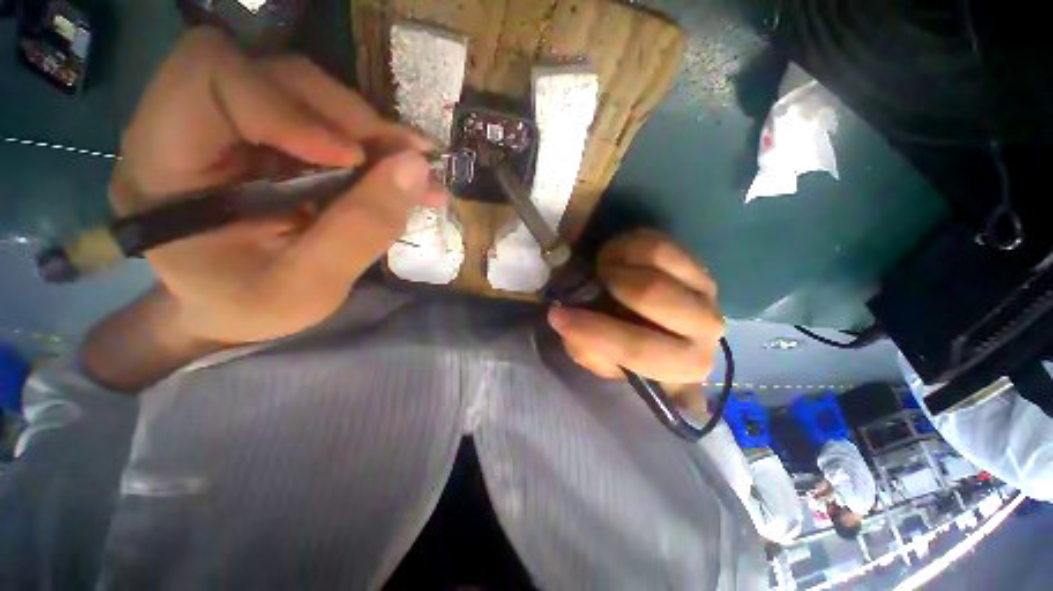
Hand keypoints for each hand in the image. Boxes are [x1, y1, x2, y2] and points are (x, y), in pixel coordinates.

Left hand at [113, 28, 441, 343]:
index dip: (289, 106)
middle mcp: (191, 126)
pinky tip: (404, 174)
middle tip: (406, 159)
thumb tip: (416, 168)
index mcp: (164, 164)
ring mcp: (236, 128)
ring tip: (416, 172)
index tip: (352, 158)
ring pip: (309, 93)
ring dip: (371, 131)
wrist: (237, 309)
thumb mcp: (311, 286)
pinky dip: (374, 145)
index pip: (212, 77)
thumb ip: (361, 229)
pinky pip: (329, 121)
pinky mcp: (271, 138)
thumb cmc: (255, 308)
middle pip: (272, 73)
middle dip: (347, 115)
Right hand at [547, 230, 723, 388]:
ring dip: (617, 262)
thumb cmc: (629, 348)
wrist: (658, 328)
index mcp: (680, 366)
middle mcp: (705, 329)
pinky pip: (658, 243)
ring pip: (656, 258)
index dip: (593, 331)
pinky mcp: (698, 264)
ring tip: (604, 270)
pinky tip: (616, 257)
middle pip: (651, 294)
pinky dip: (626, 245)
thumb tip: (568, 321)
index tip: (556, 315)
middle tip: (594, 281)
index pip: (637, 348)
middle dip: (611, 283)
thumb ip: (585, 347)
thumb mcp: (601, 359)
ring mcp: (706, 291)